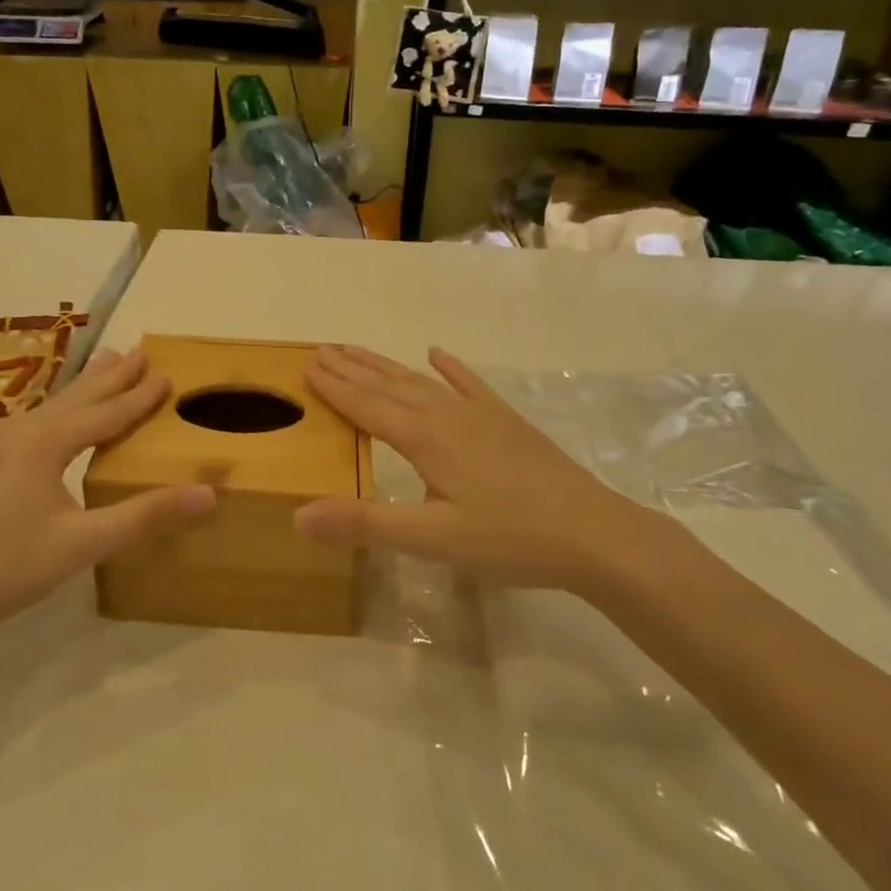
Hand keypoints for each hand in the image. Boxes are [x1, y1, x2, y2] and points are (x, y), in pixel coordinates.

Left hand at [0, 348, 215, 642]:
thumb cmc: (9, 567)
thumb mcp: (84, 543)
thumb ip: (145, 516)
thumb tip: (208, 494)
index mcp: (45, 443)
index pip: (105, 413)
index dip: (138, 396)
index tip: (166, 374)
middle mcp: (20, 431)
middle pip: (76, 396)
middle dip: (111, 375)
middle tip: (139, 351)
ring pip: (52, 405)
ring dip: (84, 387)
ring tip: (105, 362)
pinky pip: (33, 419)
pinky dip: (60, 407)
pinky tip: (56, 414)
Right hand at [295, 345, 672, 588]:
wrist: (593, 532)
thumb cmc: (509, 539)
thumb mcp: (432, 540)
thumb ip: (365, 524)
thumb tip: (298, 516)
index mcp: (424, 438)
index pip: (366, 406)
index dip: (335, 388)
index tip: (306, 366)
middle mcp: (446, 414)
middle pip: (389, 385)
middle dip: (353, 368)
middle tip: (322, 349)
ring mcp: (480, 413)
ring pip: (421, 380)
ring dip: (386, 365)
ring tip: (359, 351)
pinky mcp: (506, 421)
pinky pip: (469, 384)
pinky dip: (450, 368)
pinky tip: (437, 355)